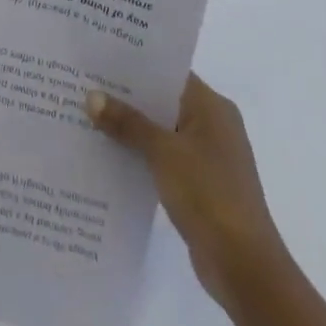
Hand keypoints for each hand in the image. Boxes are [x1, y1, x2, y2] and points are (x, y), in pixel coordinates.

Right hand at [87, 73, 288, 314]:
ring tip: (84, 115)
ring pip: (159, 130)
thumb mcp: (163, 152)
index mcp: (212, 108)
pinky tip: (104, 153)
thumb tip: (91, 96)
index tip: (97, 58)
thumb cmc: (208, 195)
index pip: (169, 72)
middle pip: (162, 101)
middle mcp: (212, 126)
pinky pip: (161, 157)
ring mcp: (205, 157)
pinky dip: (137, 153)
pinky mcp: (197, 184)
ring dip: (129, 127)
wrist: (243, 267)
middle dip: (125, 96)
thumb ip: (128, 122)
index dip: (134, 64)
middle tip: (82, 84)